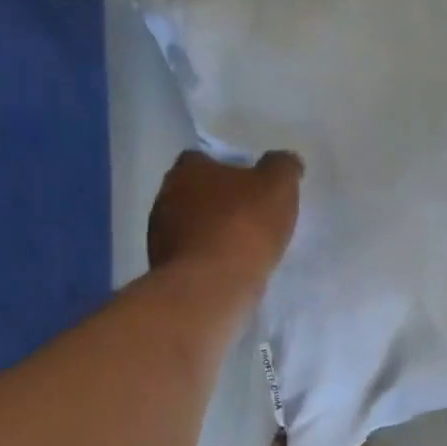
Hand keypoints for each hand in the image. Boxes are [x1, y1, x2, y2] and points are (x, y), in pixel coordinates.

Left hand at [147, 150, 302, 284]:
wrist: (211, 286)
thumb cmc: (243, 226)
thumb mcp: (278, 186)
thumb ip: (283, 167)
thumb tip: (286, 161)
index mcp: (188, 169)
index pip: (202, 159)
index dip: (227, 169)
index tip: (250, 185)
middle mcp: (165, 196)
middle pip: (194, 192)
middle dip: (218, 202)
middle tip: (249, 216)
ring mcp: (160, 235)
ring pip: (190, 226)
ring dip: (211, 232)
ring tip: (241, 248)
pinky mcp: (163, 268)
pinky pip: (190, 256)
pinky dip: (207, 259)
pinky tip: (229, 270)